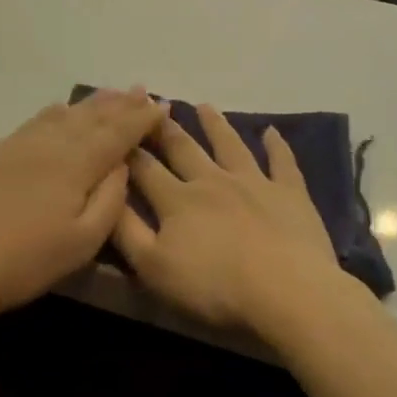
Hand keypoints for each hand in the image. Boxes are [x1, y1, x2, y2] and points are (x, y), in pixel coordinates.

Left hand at [0, 89, 165, 325]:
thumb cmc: (23, 262)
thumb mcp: (81, 243)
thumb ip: (109, 201)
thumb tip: (123, 166)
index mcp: (75, 164)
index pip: (117, 133)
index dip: (142, 119)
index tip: (163, 106)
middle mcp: (49, 144)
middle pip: (91, 117)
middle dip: (120, 104)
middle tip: (141, 91)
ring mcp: (18, 145)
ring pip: (63, 114)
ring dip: (91, 103)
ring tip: (111, 94)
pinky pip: (37, 121)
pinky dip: (58, 112)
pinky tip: (61, 110)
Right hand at [114, 105, 342, 336]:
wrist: (285, 290)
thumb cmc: (213, 286)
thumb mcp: (153, 267)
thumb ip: (126, 231)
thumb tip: (107, 195)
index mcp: (177, 200)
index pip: (145, 169)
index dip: (129, 151)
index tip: (119, 131)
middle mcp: (212, 181)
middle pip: (185, 149)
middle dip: (166, 129)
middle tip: (155, 105)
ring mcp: (254, 182)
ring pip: (230, 145)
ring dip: (215, 125)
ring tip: (204, 106)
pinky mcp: (290, 193)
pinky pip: (282, 162)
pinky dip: (276, 145)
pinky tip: (271, 131)